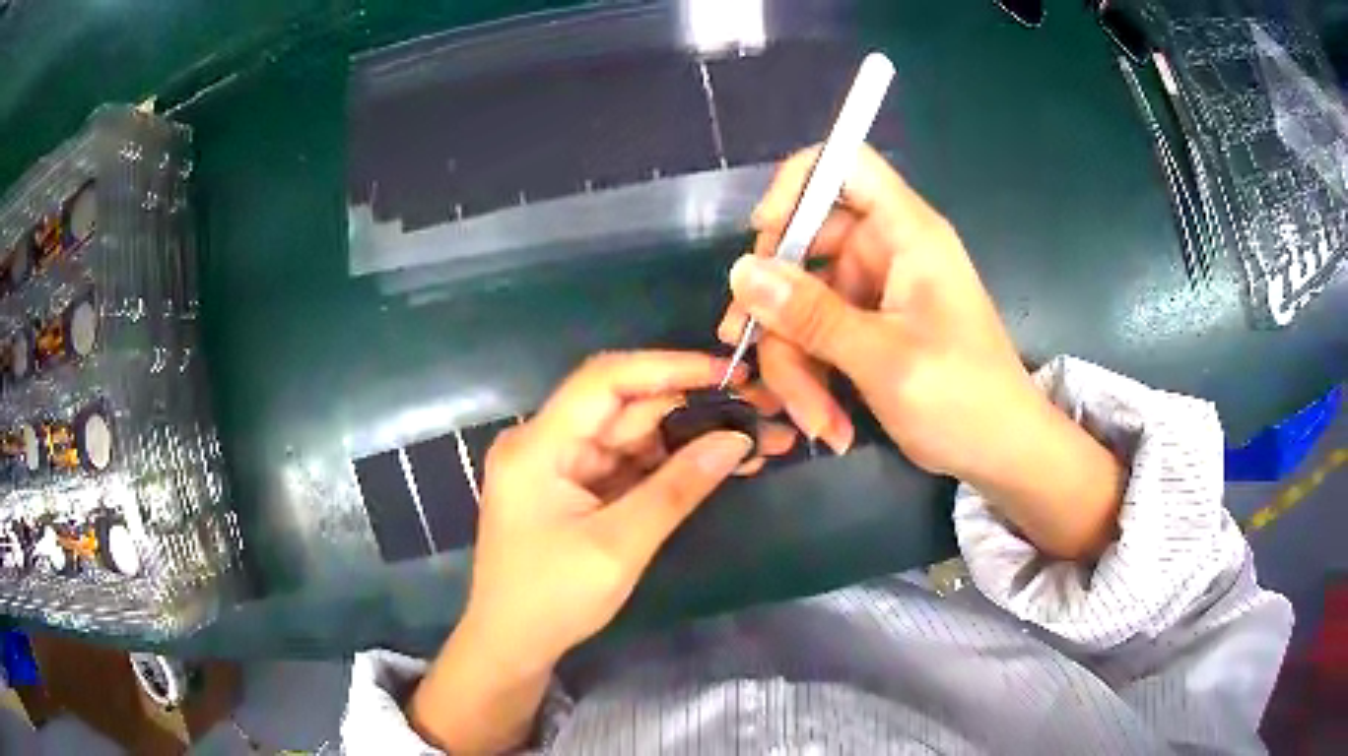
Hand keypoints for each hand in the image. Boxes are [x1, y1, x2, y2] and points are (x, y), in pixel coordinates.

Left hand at [410, 351, 793, 752]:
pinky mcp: (574, 488)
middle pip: (625, 406)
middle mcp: (546, 442)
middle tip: (757, 410)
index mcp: (539, 445)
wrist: (512, 646)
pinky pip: (627, 464)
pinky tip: (715, 464)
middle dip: (692, 406)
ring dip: (688, 437)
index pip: (606, 380)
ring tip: (752, 439)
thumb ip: (677, 488)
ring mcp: (560, 466)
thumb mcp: (619, 546)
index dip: (669, 367)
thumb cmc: (553, 599)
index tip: (728, 374)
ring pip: (632, 435)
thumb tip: (737, 440)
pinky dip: (668, 465)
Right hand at [719, 144, 1036, 479]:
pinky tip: (825, 421)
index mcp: (907, 234)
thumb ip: (812, 315)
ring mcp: (874, 291)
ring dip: (796, 364)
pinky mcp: (866, 327)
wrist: (1001, 454)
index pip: (845, 165)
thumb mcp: (883, 359)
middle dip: (779, 313)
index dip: (798, 185)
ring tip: (816, 421)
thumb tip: (741, 272)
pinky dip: (811, 377)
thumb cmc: (963, 400)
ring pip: (801, 303)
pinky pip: (815, 335)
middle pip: (804, 246)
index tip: (764, 235)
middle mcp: (886, 251)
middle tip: (760, 364)